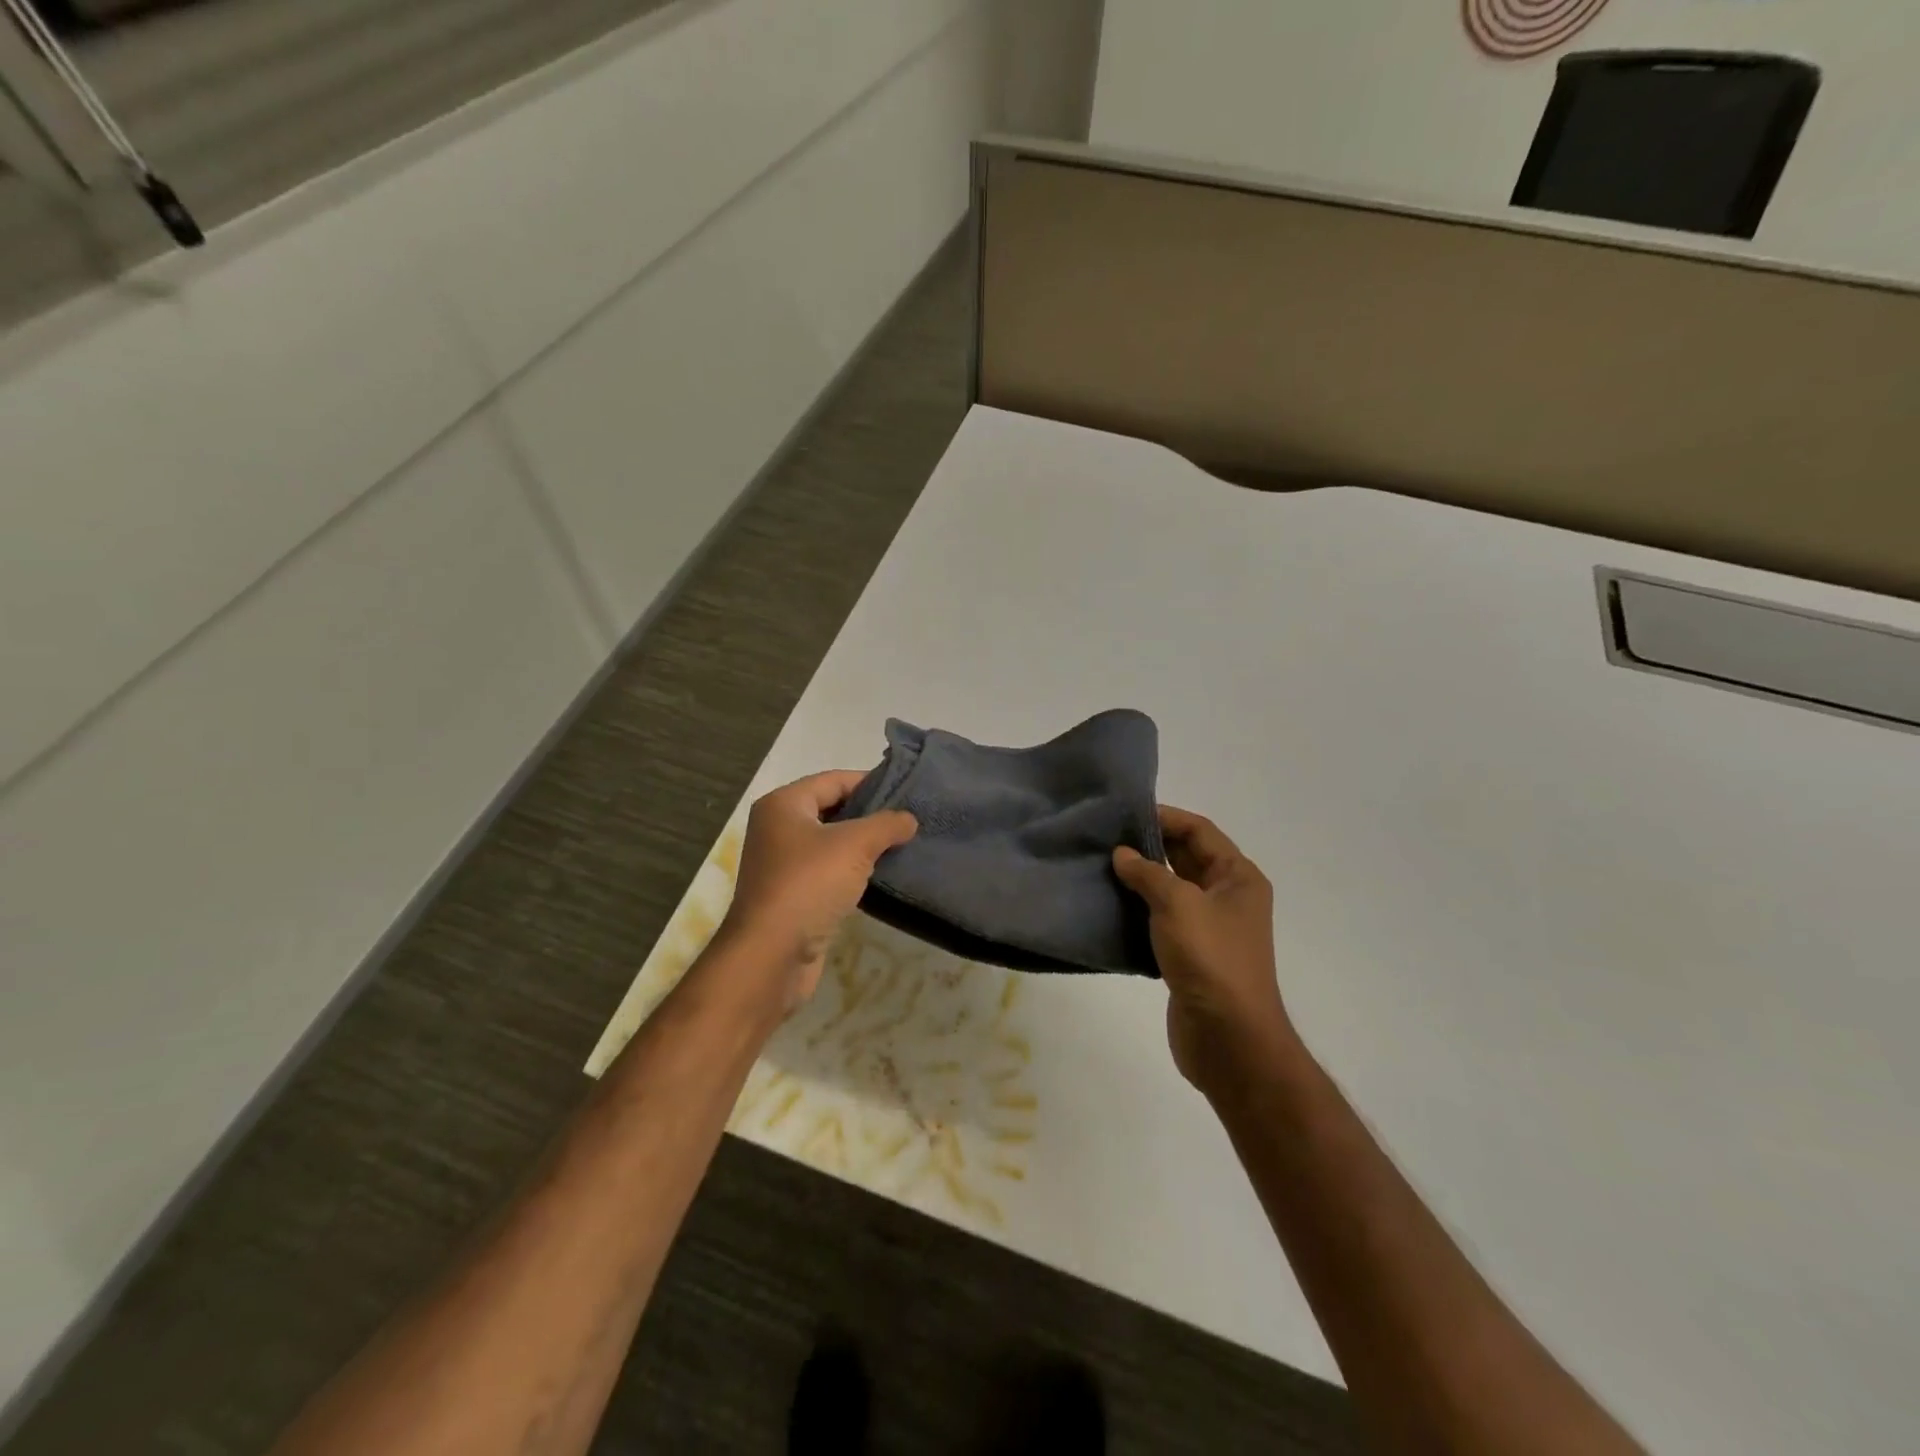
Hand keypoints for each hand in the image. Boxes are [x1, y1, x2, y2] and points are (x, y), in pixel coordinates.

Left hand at [718, 770, 917, 1009]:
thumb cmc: (809, 884)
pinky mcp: (792, 896)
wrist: (772, 954)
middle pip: (831, 810)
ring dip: (863, 846)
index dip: (870, 783)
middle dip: (869, 816)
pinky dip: (852, 872)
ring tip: (902, 846)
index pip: (834, 780)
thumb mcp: (855, 844)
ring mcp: (782, 865)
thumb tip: (909, 819)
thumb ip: (886, 824)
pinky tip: (880, 877)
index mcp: (783, 805)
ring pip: (831, 844)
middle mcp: (777, 829)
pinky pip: (828, 873)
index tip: (906, 791)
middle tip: (909, 820)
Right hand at [1113, 807, 1295, 1095]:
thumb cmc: (1210, 959)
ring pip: (1171, 889)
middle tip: (1104, 837)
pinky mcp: (1191, 954)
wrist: (1229, 1038)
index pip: (1199, 831)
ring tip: (1100, 867)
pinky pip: (1162, 919)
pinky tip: (1109, 905)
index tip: (1123, 813)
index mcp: (1238, 877)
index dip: (1165, 817)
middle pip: (1186, 857)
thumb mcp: (1178, 904)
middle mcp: (1228, 897)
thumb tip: (1121, 854)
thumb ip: (1147, 873)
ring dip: (1140, 879)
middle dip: (1148, 846)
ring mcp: (1210, 927)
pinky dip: (1139, 909)